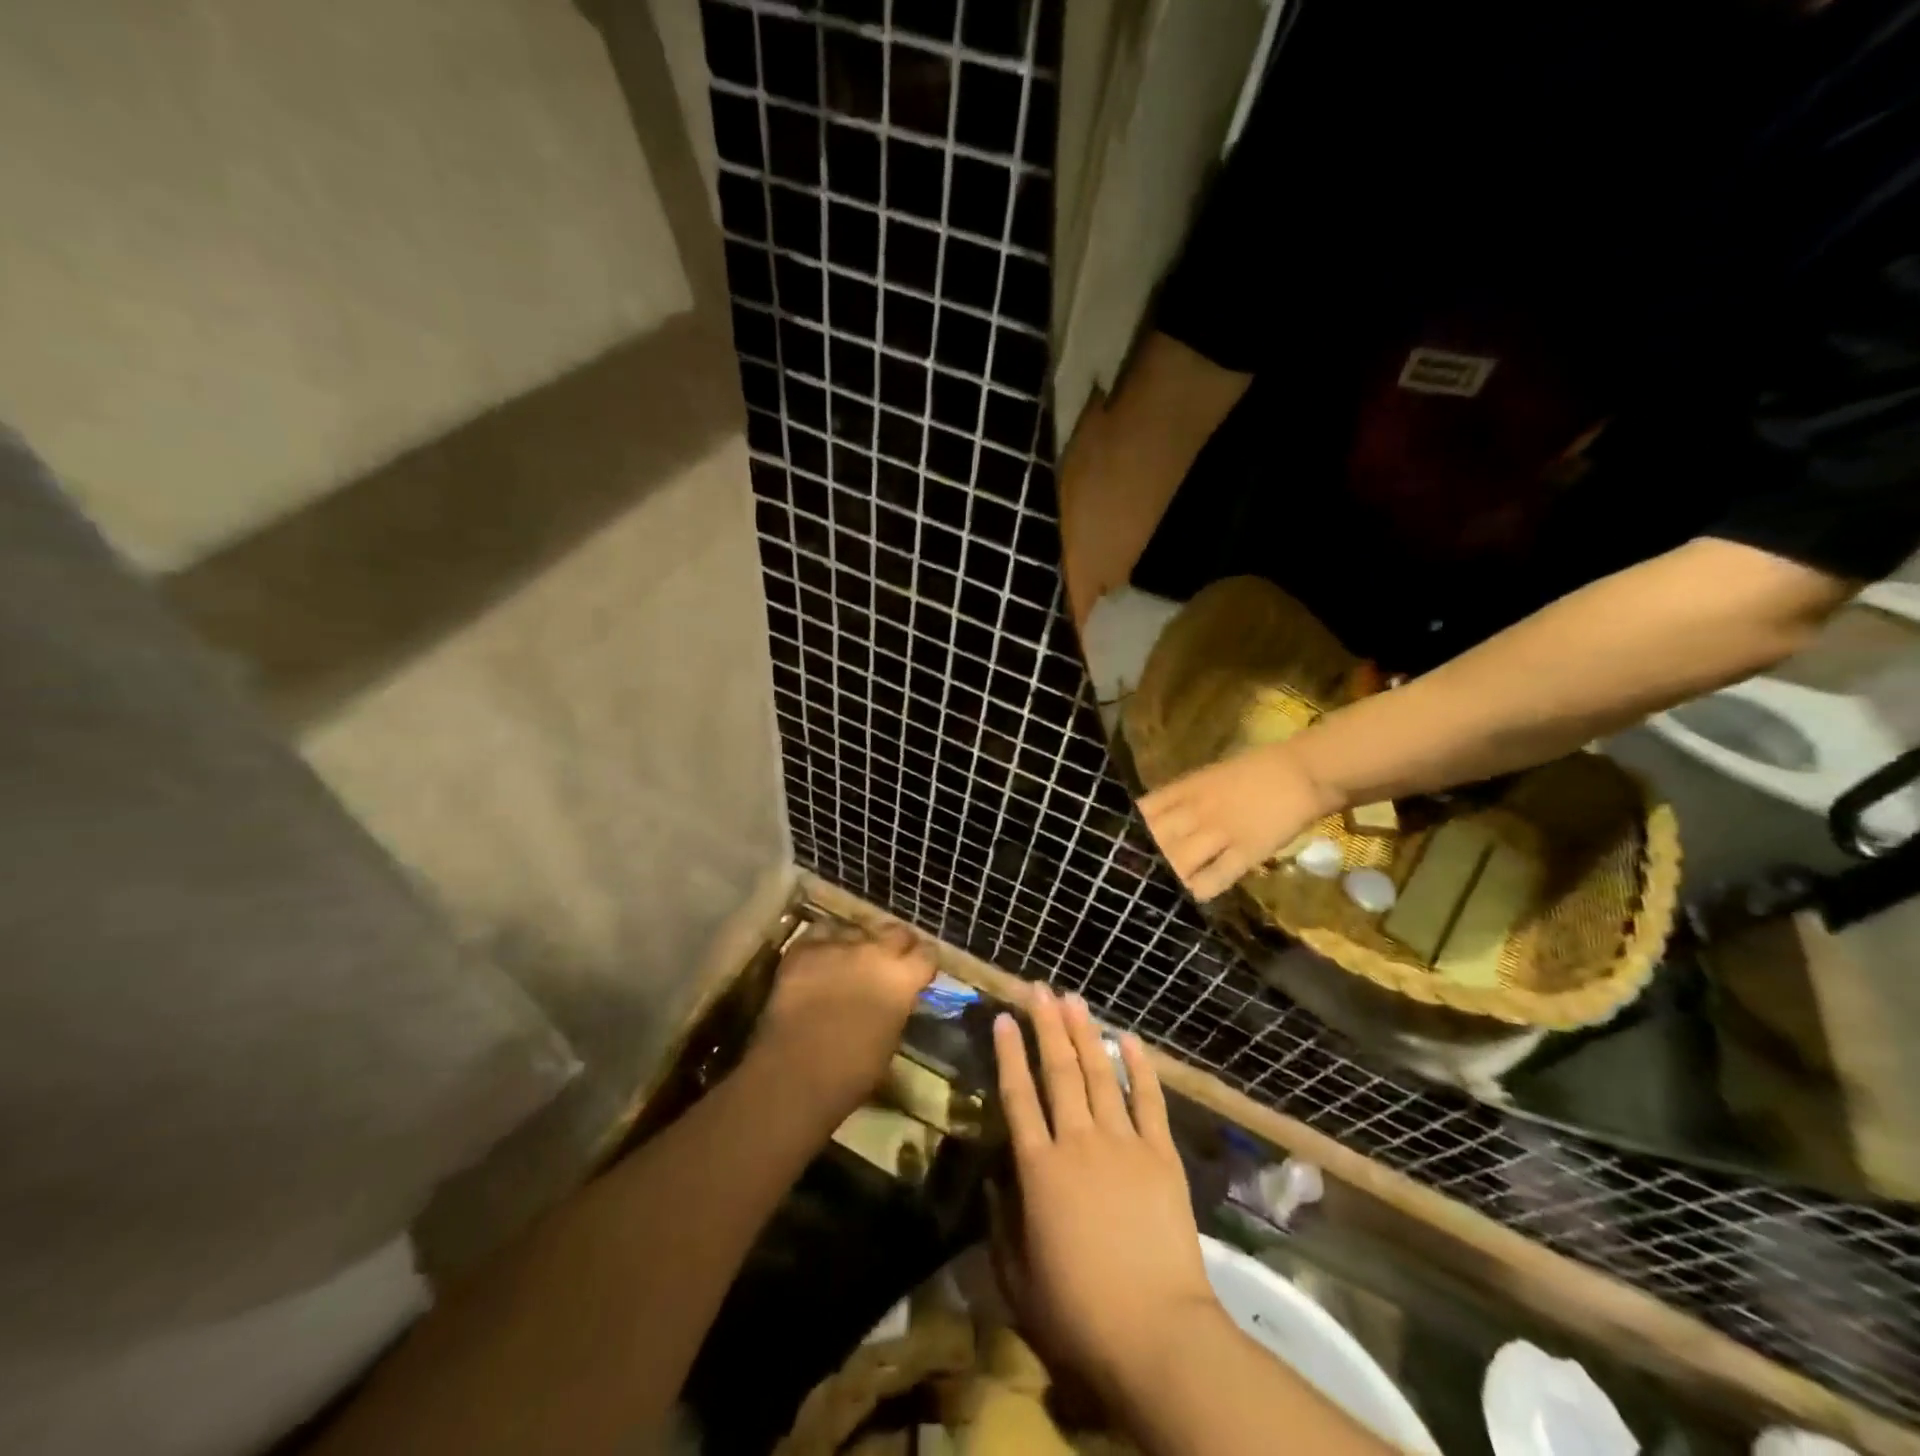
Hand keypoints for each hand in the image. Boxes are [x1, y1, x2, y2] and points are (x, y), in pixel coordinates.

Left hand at [754, 922, 933, 1123]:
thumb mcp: (890, 1038)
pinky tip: (822, 953)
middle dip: (896, 944)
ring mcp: (839, 945)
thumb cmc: (852, 1072)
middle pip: (896, 932)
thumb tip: (895, 997)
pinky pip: (822, 931)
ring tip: (851, 957)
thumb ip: (897, 1006)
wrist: (796, 1072)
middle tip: (889, 960)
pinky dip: (826, 940)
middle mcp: (876, 951)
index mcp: (902, 978)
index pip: (927, 954)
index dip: (924, 962)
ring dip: (859, 941)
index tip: (919, 971)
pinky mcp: (805, 947)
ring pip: (858, 928)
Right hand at [991, 985, 1223, 1397]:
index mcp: (1039, 1169)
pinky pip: (1148, 1100)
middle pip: (1058, 1070)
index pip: (1018, 1096)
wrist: (1157, 1333)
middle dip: (1046, 1025)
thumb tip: (995, 1183)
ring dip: (1084, 1033)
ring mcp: (1123, 1144)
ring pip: (1098, 1074)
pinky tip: (1128, 1039)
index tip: (1004, 1019)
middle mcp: (1077, 1142)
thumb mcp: (1018, 1281)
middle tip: (1038, 988)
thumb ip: (1002, 1227)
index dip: (1009, 1054)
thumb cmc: (1079, 1315)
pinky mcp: (1161, 1155)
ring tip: (1073, 999)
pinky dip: (1138, 1067)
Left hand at [1138, 741, 1338, 900]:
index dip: (1126, 832)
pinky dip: (1199, 891)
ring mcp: (1219, 833)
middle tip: (1133, 879)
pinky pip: (1213, 879)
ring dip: (1167, 878)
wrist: (1301, 771)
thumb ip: (1178, 798)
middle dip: (1141, 861)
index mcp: (1183, 790)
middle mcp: (1194, 812)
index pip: (1142, 812)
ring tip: (1160, 891)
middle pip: (1154, 841)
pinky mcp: (1245, 853)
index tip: (1117, 849)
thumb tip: (1151, 820)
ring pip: (1177, 862)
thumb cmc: (1252, 771)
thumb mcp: (1204, 778)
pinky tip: (1192, 897)